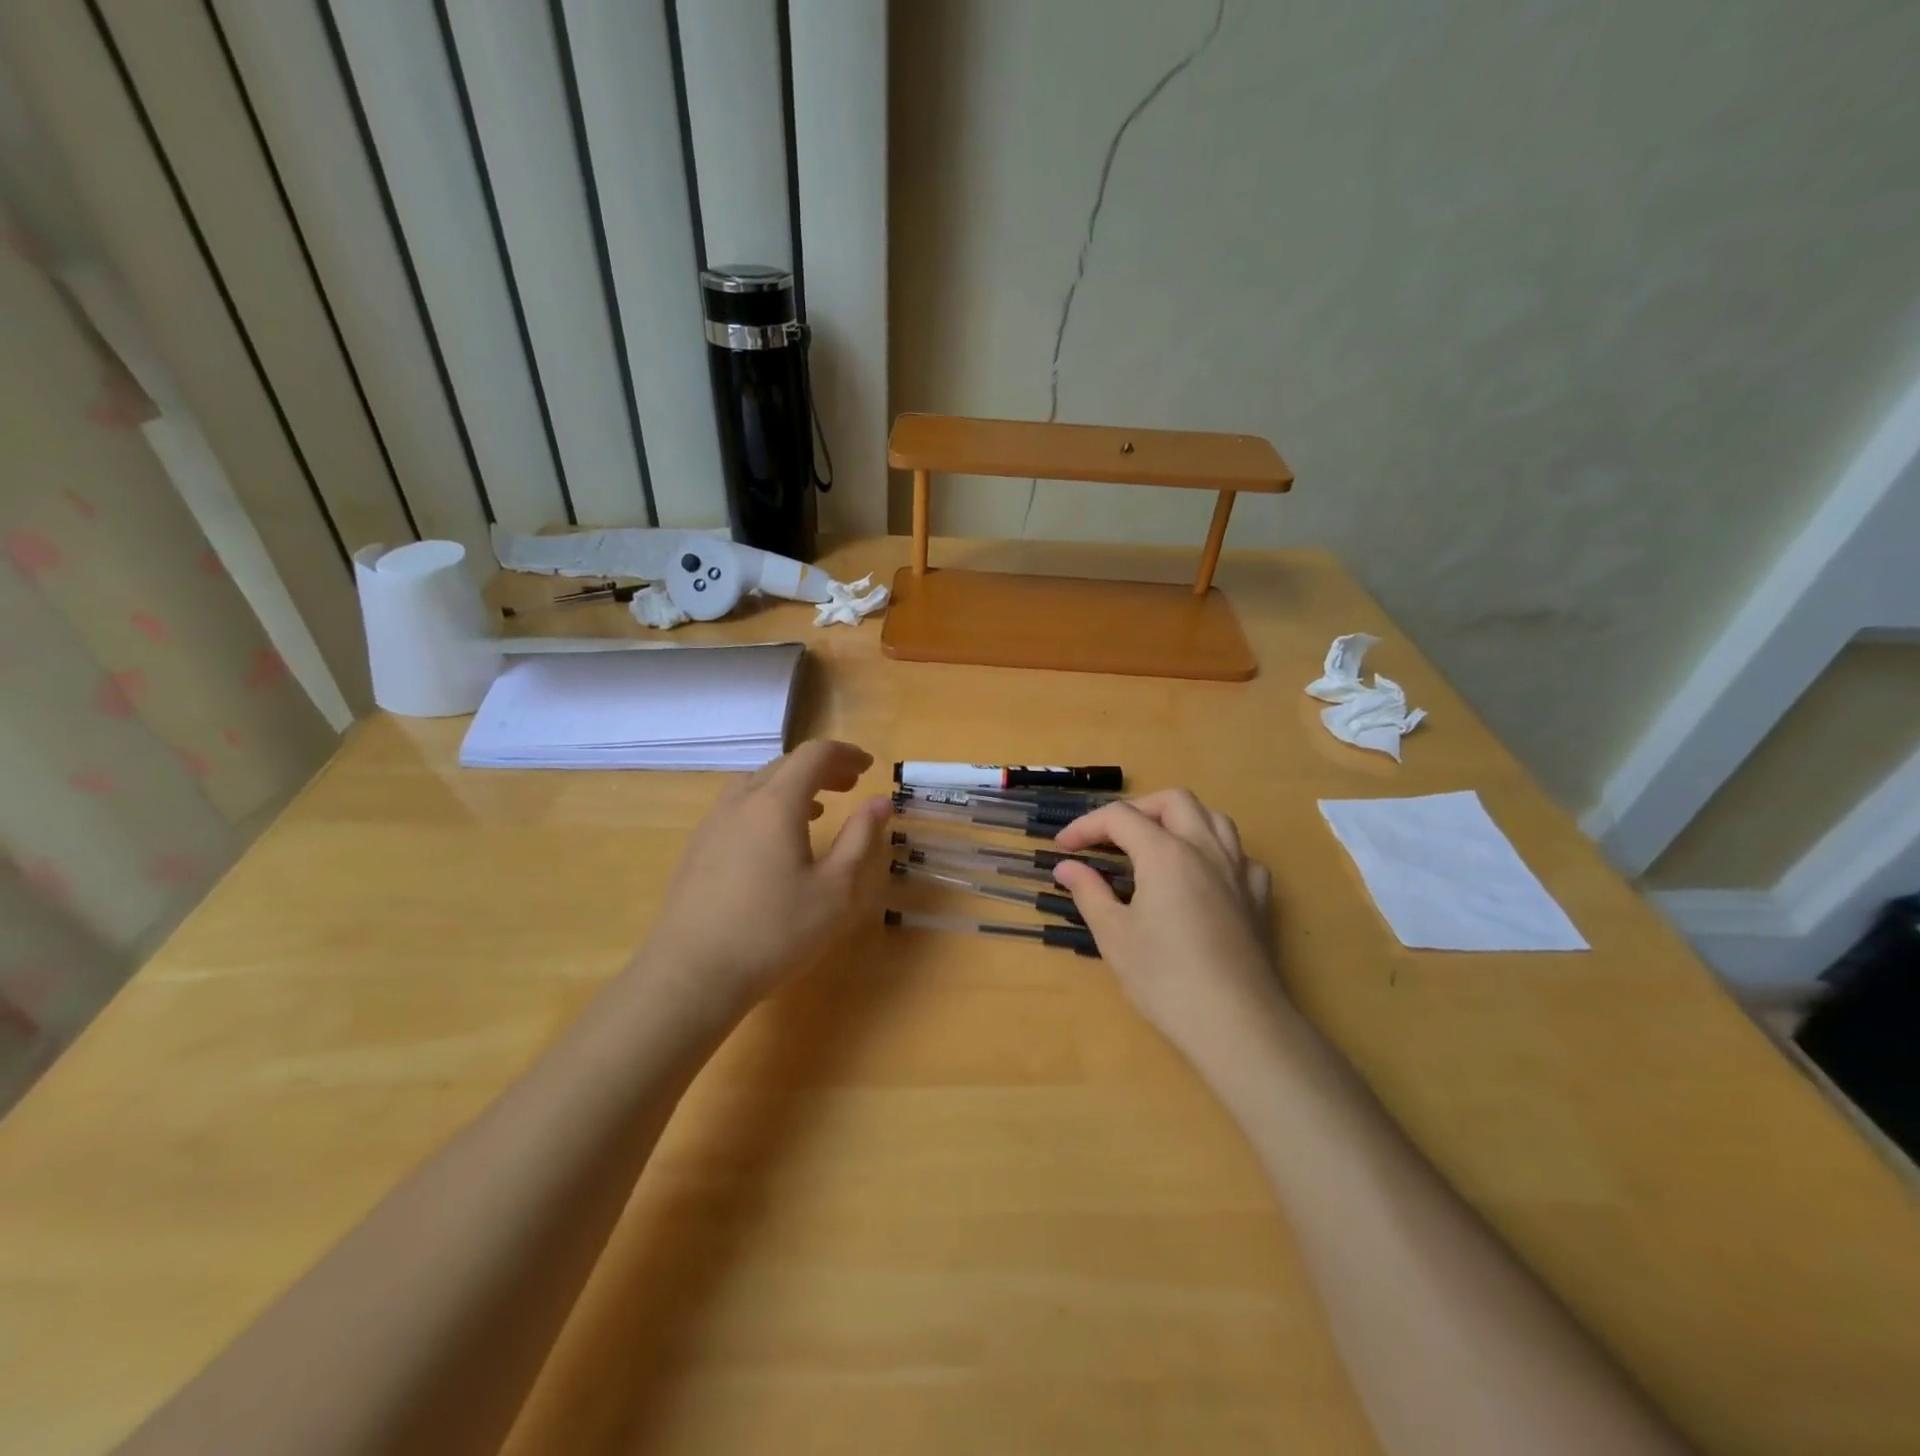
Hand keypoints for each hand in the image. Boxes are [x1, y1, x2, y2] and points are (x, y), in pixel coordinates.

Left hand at [638, 741, 891, 1010]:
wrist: (692, 974)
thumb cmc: (775, 932)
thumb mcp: (836, 890)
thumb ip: (860, 839)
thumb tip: (879, 802)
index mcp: (776, 803)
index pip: (814, 755)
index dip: (845, 753)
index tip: (869, 767)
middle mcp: (740, 802)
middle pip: (784, 765)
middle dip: (821, 768)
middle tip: (850, 785)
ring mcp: (712, 824)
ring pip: (756, 784)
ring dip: (791, 786)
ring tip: (816, 810)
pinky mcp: (697, 849)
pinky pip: (738, 808)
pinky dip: (766, 806)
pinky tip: (775, 843)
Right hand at [1052, 790, 1285, 1058]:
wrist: (1237, 1023)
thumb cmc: (1166, 979)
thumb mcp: (1114, 936)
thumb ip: (1089, 892)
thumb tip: (1066, 867)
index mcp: (1165, 853)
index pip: (1120, 817)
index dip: (1086, 826)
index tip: (1064, 848)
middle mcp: (1205, 848)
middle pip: (1173, 801)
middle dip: (1137, 810)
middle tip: (1111, 838)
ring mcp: (1239, 870)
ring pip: (1213, 818)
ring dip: (1180, 820)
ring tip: (1156, 845)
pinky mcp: (1259, 897)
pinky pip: (1239, 854)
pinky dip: (1215, 852)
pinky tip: (1202, 876)